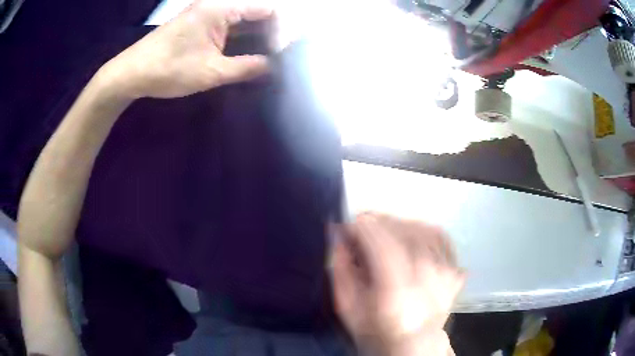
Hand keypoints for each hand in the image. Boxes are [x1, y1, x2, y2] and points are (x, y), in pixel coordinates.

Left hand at [100, 0, 272, 98]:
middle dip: (271, 30)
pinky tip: (247, 51)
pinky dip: (240, 36)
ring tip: (270, 54)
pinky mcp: (197, 23)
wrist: (131, 73)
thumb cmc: (169, 70)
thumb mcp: (211, 72)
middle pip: (254, 11)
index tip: (288, 49)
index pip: (265, 9)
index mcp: (221, 8)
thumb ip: (246, 68)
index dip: (281, 27)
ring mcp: (205, 13)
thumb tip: (273, 67)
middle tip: (282, 54)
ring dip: (256, 34)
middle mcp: (215, 4)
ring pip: (241, 18)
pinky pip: (227, 24)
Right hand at [331, 212, 464, 355]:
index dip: (359, 226)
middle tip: (362, 232)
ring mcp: (446, 270)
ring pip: (421, 227)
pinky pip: (438, 235)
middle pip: (401, 228)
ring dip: (398, 225)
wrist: (415, 345)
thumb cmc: (377, 330)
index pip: (379, 239)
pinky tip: (408, 240)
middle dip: (376, 223)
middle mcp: (427, 275)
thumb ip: (340, 269)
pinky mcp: (454, 267)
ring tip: (384, 237)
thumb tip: (338, 235)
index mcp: (396, 289)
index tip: (347, 228)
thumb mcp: (347, 307)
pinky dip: (421, 230)